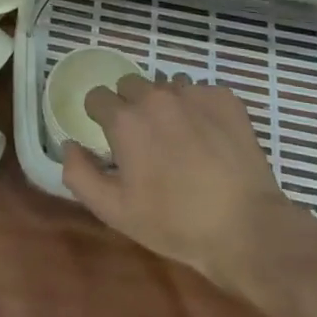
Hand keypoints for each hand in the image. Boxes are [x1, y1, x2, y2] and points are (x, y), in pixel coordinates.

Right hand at [61, 74, 316, 291]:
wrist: (247, 229)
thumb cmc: (175, 223)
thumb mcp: (115, 211)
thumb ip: (80, 174)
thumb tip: (69, 145)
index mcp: (125, 119)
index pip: (97, 97)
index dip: (100, 118)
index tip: (113, 142)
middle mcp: (155, 96)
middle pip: (130, 86)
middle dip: (132, 108)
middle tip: (147, 143)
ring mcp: (193, 93)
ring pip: (166, 86)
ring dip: (166, 106)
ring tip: (181, 140)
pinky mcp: (225, 98)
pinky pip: (200, 92)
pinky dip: (199, 108)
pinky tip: (210, 138)